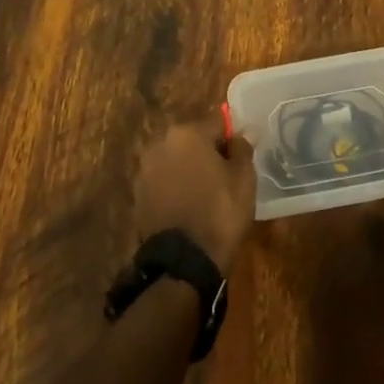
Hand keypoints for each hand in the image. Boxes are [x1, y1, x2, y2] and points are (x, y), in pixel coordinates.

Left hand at [132, 119, 256, 270]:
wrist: (182, 262)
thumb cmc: (219, 213)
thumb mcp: (244, 179)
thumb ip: (242, 149)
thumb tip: (242, 133)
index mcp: (188, 133)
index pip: (218, 121)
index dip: (232, 136)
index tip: (242, 154)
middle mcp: (162, 143)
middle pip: (193, 137)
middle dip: (208, 150)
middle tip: (226, 173)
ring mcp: (146, 168)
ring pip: (177, 158)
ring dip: (190, 167)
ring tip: (208, 191)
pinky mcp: (139, 193)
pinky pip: (164, 179)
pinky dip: (176, 185)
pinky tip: (190, 204)